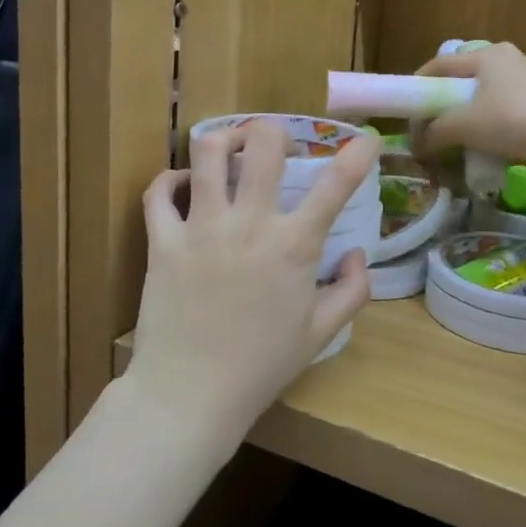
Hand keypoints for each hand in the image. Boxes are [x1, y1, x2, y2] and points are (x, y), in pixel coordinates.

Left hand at [128, 121, 376, 440]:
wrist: (191, 394)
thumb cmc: (261, 367)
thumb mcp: (320, 334)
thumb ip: (352, 291)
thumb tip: (357, 253)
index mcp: (294, 246)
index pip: (335, 186)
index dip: (358, 154)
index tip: (367, 138)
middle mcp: (249, 224)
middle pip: (263, 145)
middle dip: (274, 132)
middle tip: (275, 147)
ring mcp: (202, 228)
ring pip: (207, 153)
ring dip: (223, 140)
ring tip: (230, 149)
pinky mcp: (163, 241)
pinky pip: (158, 192)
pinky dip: (170, 180)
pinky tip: (182, 185)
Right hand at [413, 43, 525, 187]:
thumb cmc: (509, 120)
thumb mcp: (462, 125)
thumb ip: (434, 132)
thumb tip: (418, 146)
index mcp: (488, 55)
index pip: (441, 63)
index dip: (419, 84)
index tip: (406, 106)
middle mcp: (509, 63)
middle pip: (464, 81)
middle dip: (443, 105)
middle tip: (428, 126)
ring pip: (484, 101)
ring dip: (466, 121)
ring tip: (452, 141)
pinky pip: (503, 117)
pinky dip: (488, 131)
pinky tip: (481, 150)